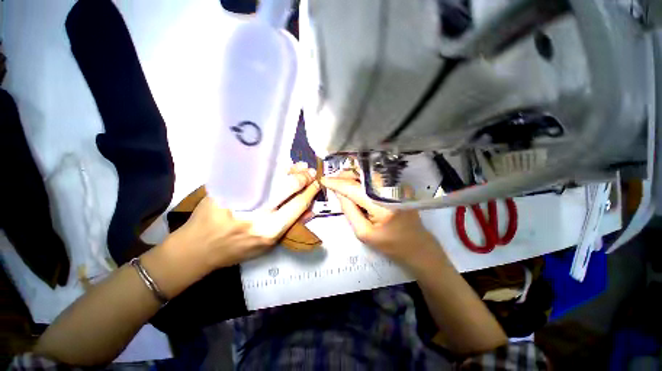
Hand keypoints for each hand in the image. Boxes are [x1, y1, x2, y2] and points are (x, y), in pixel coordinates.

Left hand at [174, 163, 319, 268]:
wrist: (198, 248)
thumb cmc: (237, 250)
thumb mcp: (268, 246)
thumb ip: (289, 225)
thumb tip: (309, 208)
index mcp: (270, 230)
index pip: (298, 204)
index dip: (310, 191)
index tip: (316, 183)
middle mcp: (257, 213)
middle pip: (287, 187)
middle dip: (302, 177)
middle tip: (309, 171)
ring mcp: (241, 198)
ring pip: (272, 177)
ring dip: (289, 169)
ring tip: (298, 166)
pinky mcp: (226, 189)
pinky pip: (253, 174)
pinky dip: (269, 168)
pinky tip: (277, 165)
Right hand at [321, 171, 440, 266]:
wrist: (417, 244)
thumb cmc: (389, 244)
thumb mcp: (363, 232)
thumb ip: (349, 210)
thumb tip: (339, 192)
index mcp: (383, 206)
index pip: (354, 189)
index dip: (337, 183)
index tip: (323, 179)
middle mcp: (392, 191)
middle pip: (363, 175)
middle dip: (345, 175)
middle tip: (333, 180)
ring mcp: (399, 186)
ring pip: (369, 174)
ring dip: (354, 175)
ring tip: (342, 182)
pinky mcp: (400, 185)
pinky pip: (377, 177)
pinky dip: (364, 178)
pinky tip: (356, 183)